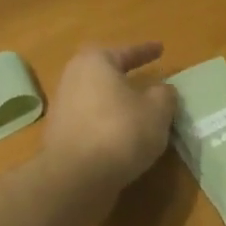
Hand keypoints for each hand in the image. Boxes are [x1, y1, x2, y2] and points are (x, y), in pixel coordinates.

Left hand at [42, 43, 177, 202]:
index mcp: (95, 63)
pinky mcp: (61, 137)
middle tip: (144, 80)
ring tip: (138, 113)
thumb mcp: (158, 110)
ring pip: (96, 100)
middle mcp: (72, 79)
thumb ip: (164, 95)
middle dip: (124, 77)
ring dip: (115, 104)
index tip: (160, 49)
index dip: (145, 51)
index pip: (125, 52)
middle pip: (104, 74)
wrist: (78, 176)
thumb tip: (161, 91)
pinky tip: (123, 138)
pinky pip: (91, 124)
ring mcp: (63, 109)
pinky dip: (107, 126)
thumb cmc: (122, 131)